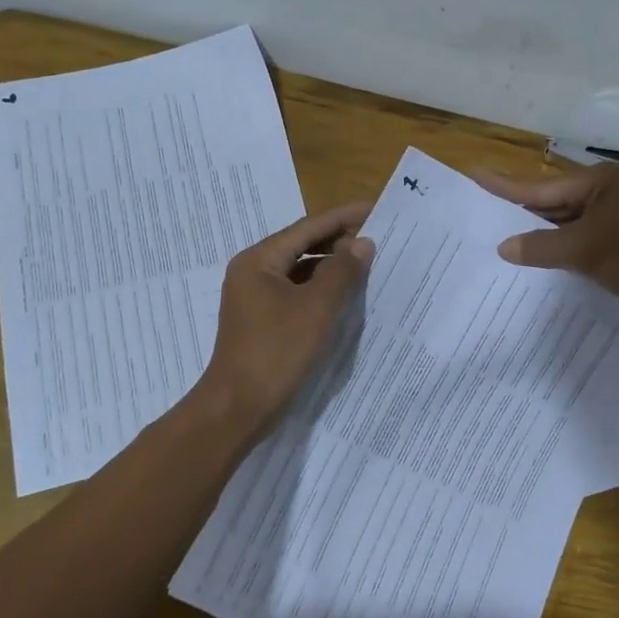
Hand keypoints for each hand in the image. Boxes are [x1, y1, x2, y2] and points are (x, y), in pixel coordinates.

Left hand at [193, 202, 373, 437]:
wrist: (238, 408)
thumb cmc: (276, 352)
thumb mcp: (316, 309)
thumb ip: (342, 272)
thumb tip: (363, 243)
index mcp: (259, 260)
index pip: (307, 227)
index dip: (344, 217)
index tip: (377, 209)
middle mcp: (254, 272)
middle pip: (302, 245)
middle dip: (340, 241)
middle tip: (380, 237)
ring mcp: (256, 297)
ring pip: (301, 270)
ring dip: (332, 266)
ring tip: (369, 264)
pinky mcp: (264, 320)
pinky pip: (297, 293)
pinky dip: (321, 290)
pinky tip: (347, 295)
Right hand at [473, 163, 618, 317]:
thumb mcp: (583, 251)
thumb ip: (540, 247)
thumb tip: (504, 247)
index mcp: (597, 182)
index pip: (541, 187)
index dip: (506, 186)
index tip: (476, 173)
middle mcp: (607, 191)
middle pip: (554, 202)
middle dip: (523, 213)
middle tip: (485, 214)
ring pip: (570, 222)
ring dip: (544, 234)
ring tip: (506, 238)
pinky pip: (585, 237)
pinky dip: (565, 247)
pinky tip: (545, 258)